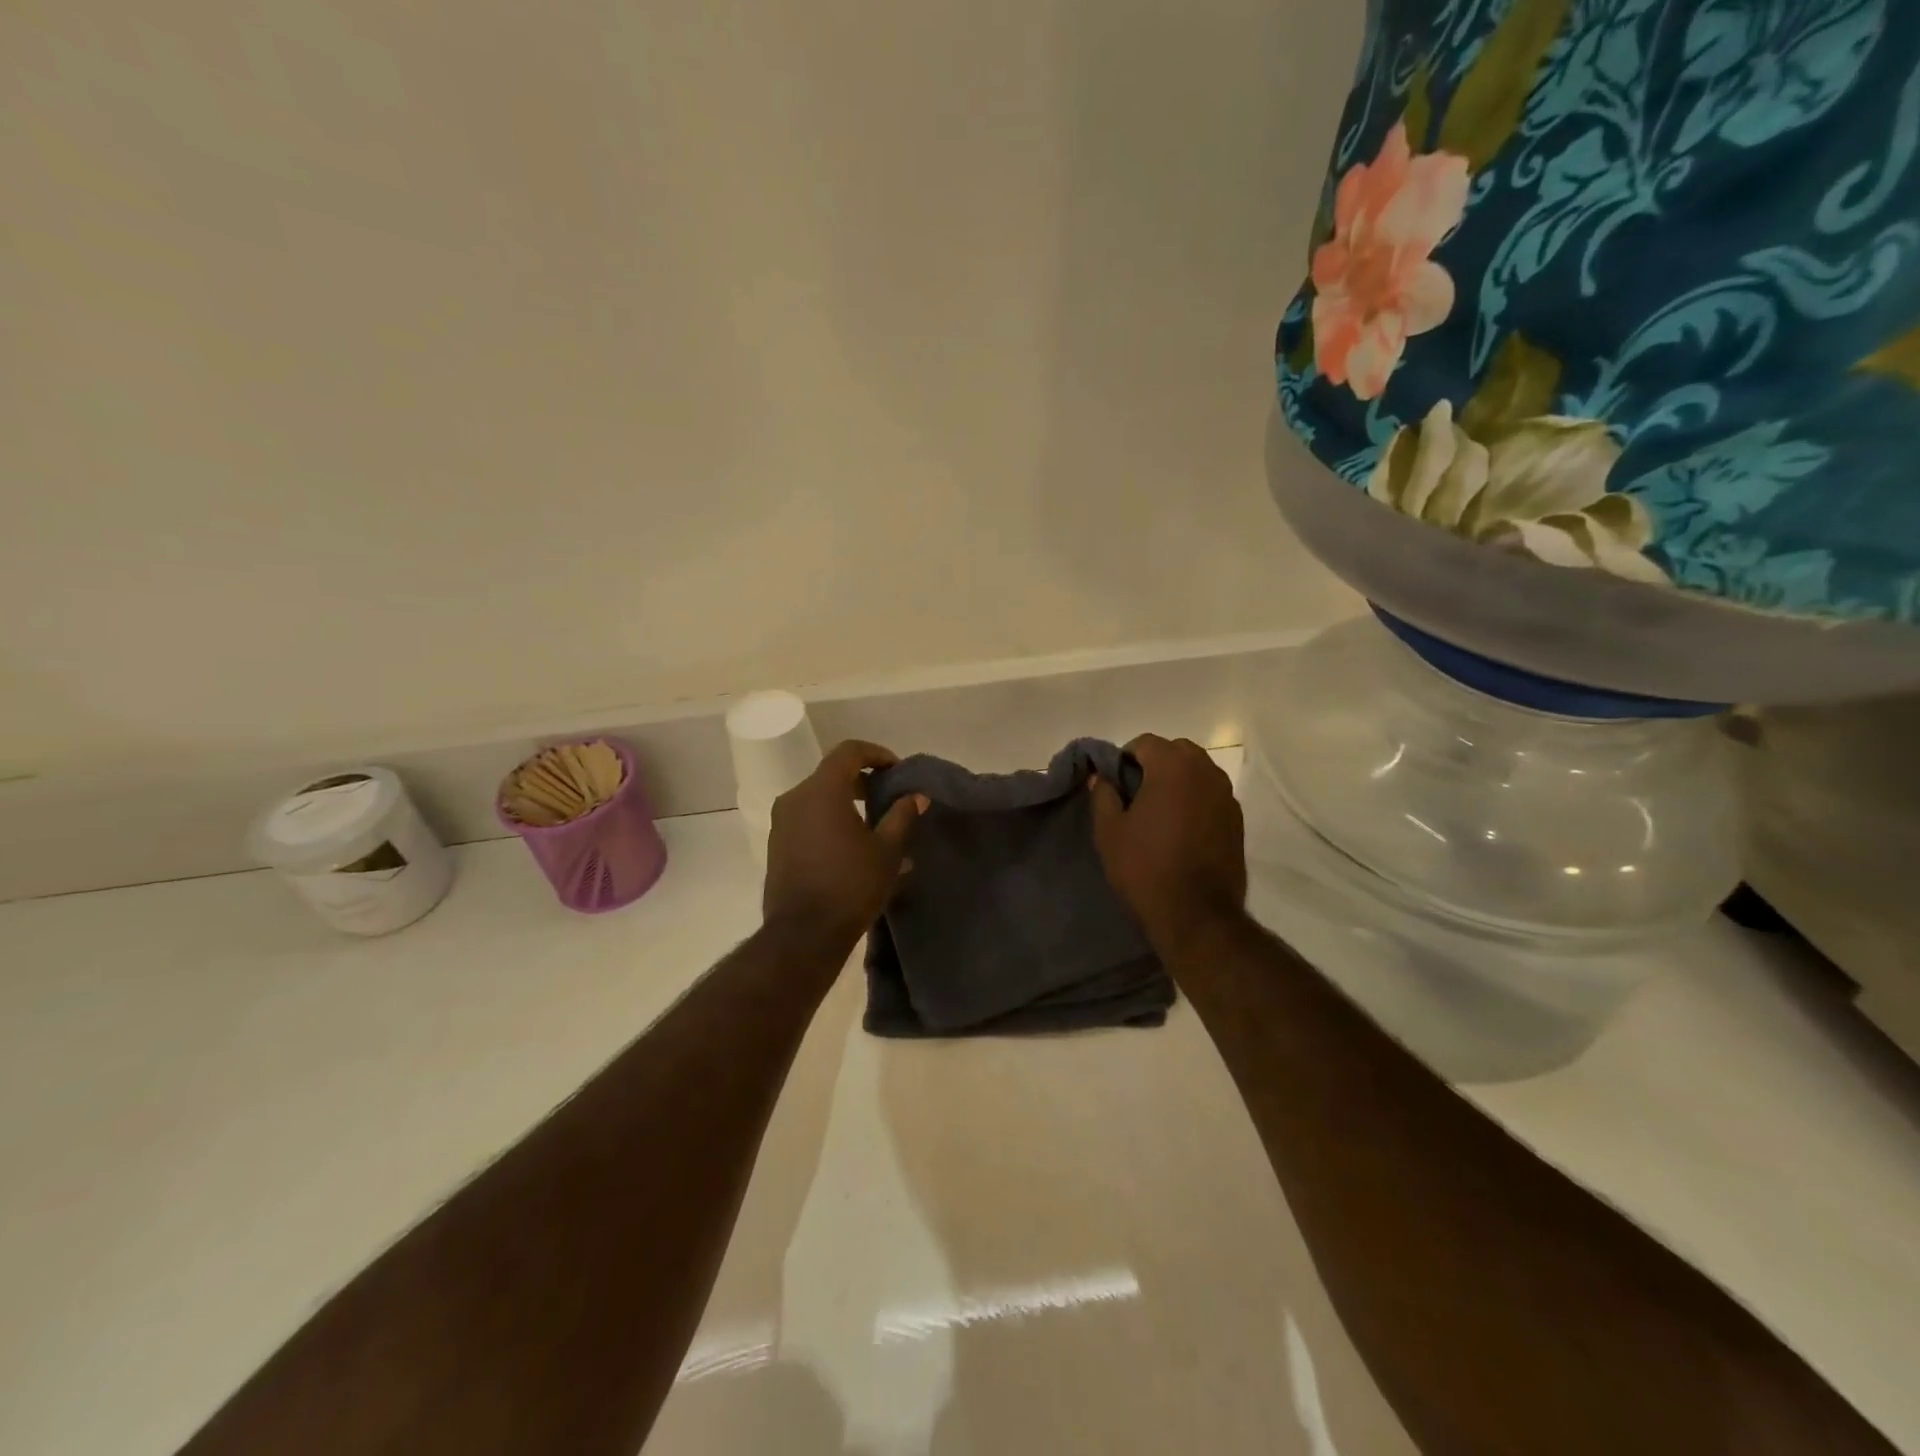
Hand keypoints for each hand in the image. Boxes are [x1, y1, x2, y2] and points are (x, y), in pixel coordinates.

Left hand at [762, 740, 927, 952]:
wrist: (804, 934)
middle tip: (888, 797)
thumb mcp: (888, 851)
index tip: (896, 770)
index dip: (876, 754)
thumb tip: (916, 796)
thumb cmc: (851, 886)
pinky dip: (830, 822)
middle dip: (862, 781)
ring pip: (818, 799)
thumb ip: (902, 816)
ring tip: (874, 826)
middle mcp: (796, 798)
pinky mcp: (777, 846)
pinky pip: (807, 820)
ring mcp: (782, 823)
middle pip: (831, 774)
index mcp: (822, 790)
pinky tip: (852, 848)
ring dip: (846, 803)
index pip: (849, 752)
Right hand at [1089, 734, 1246, 953]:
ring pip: (1197, 772)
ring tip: (1158, 812)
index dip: (1124, 758)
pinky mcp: (1237, 820)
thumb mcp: (1109, 831)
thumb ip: (1103, 794)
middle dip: (1154, 764)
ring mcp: (1226, 796)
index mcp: (1173, 767)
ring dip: (1177, 781)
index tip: (1114, 784)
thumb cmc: (1145, 868)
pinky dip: (1195, 800)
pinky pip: (1211, 795)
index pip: (1145, 743)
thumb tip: (1102, 777)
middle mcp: (1206, 772)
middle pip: (1176, 751)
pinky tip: (1180, 829)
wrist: (1197, 916)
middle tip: (1135, 794)